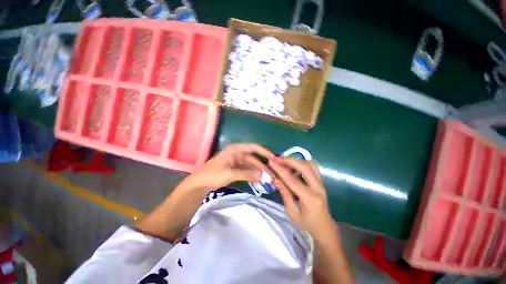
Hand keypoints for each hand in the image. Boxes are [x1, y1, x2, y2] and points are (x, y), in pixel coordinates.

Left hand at [187, 144, 274, 191]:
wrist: (200, 184)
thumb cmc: (213, 175)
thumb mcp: (230, 174)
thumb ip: (247, 174)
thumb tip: (265, 176)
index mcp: (235, 149)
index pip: (254, 147)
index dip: (265, 152)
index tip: (275, 159)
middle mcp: (238, 153)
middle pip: (254, 157)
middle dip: (263, 165)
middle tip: (274, 174)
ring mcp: (237, 161)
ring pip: (252, 165)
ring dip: (260, 171)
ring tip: (269, 178)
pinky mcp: (237, 168)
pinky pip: (248, 170)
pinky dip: (254, 174)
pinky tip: (260, 179)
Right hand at [269, 158, 336, 240]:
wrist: (324, 227)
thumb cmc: (306, 223)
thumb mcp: (292, 211)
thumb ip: (284, 192)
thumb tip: (274, 177)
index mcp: (310, 198)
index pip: (292, 180)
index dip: (280, 169)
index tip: (271, 161)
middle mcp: (318, 188)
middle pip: (305, 167)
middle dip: (290, 160)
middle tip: (277, 158)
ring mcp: (322, 183)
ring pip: (311, 164)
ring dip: (297, 160)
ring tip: (284, 161)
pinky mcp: (321, 181)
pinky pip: (313, 167)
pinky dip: (302, 163)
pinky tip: (294, 166)